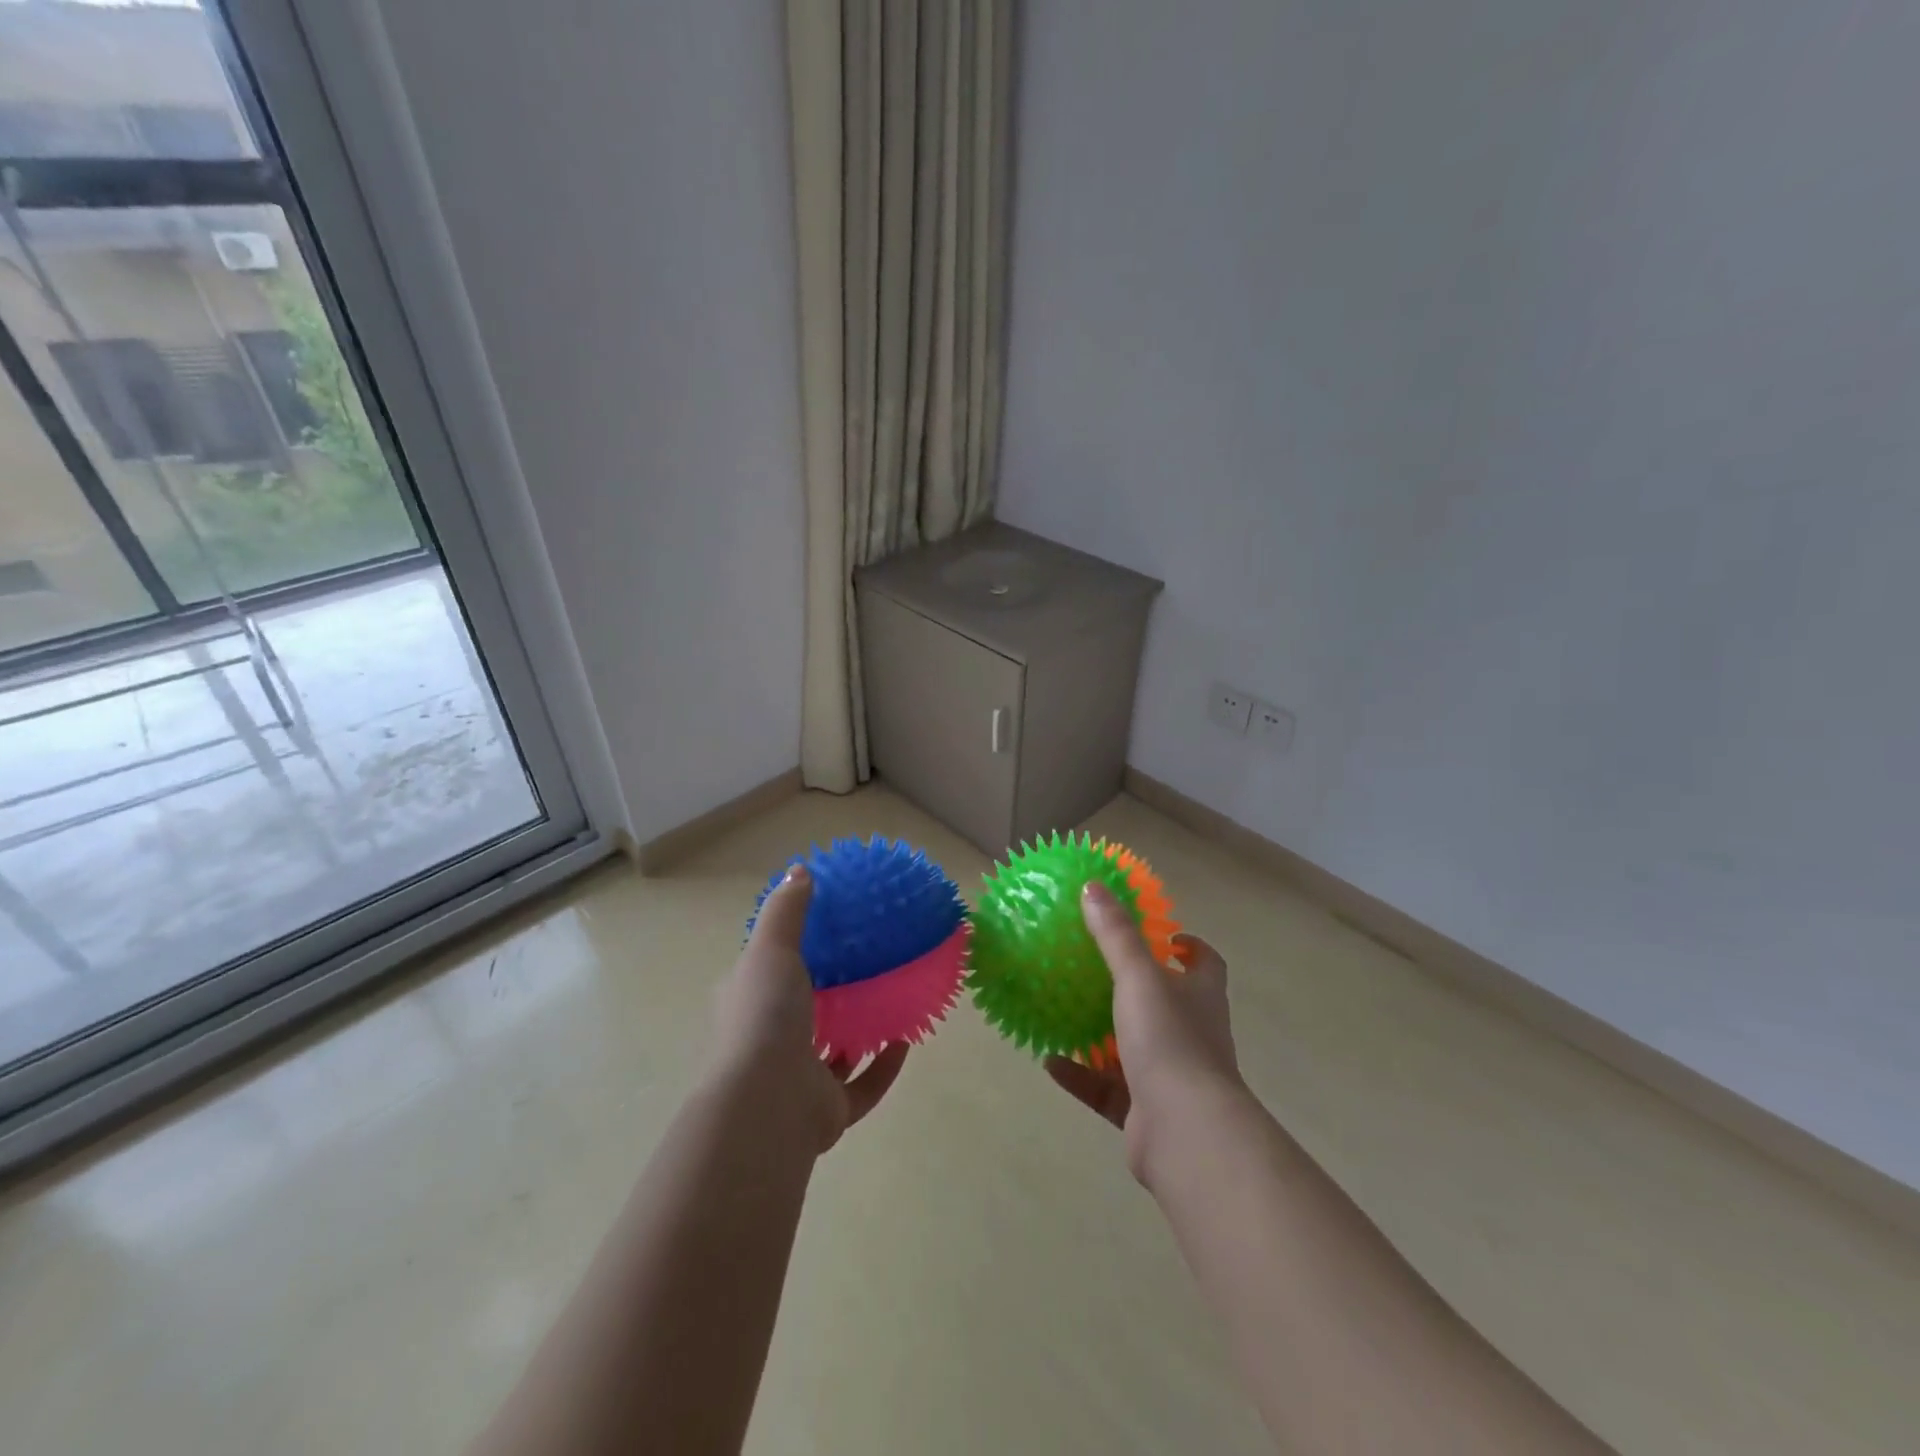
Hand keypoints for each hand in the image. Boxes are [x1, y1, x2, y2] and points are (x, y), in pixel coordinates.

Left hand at [710, 864, 908, 1154]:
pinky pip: (863, 1086)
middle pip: (802, 1013)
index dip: (789, 955)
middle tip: (866, 966)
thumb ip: (787, 911)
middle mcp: (769, 1042)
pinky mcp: (827, 1110)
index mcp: (749, 1004)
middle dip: (830, 995)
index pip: (766, 974)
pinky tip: (905, 1042)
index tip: (826, 935)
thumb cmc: (765, 1017)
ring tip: (891, 1001)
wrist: (768, 1103)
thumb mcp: (771, 950)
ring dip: (858, 1033)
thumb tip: (800, 869)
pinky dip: (883, 1067)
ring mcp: (798, 1079)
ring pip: (832, 1054)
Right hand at [1046, 880, 1245, 1187]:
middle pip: (1169, 1005)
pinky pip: (1107, 1089)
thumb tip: (1093, 886)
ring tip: (1065, 1013)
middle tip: (1096, 969)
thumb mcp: (1138, 976)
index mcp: (1200, 998)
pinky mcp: (1146, 1113)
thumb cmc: (1169, 1040)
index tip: (1167, 936)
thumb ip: (1115, 934)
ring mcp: (1171, 1077)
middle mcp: (1192, 1034)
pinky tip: (1050, 1061)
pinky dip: (1080, 1075)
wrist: (1184, 1132)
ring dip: (1102, 1034)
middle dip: (1136, 989)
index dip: (1190, 947)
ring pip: (1134, 1049)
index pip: (1206, 964)